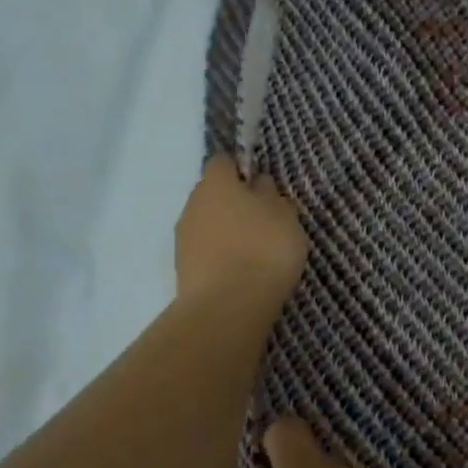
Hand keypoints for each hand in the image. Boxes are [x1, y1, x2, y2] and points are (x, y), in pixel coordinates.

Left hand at [174, 155, 308, 309]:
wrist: (228, 306)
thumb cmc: (263, 248)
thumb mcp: (284, 215)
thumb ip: (271, 194)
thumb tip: (258, 184)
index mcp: (216, 183)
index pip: (223, 162)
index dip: (241, 170)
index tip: (262, 187)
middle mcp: (193, 204)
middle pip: (213, 194)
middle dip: (233, 204)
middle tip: (263, 223)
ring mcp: (183, 238)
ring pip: (207, 224)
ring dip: (225, 232)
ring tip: (253, 254)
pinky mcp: (182, 269)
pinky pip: (205, 252)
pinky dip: (219, 257)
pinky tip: (240, 274)